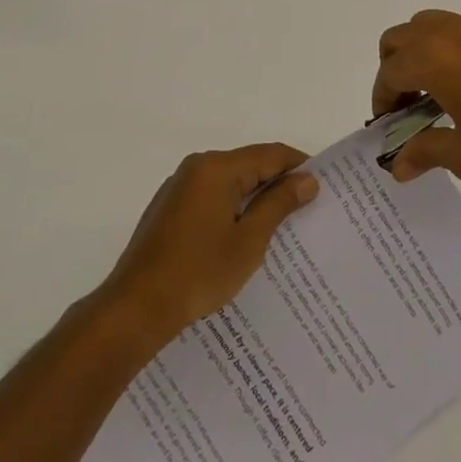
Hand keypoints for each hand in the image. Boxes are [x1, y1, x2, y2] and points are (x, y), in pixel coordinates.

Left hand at [99, 143, 319, 345]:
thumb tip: (307, 179)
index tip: (324, 187)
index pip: (270, 154)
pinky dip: (232, 210)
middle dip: (278, 184)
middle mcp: (196, 167)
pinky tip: (244, 238)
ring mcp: (179, 188)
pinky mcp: (169, 209)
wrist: (136, 307)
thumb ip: (278, 204)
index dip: (299, 166)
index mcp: (216, 167)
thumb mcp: (248, 241)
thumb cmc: (198, 272)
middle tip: (309, 210)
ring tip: (282, 227)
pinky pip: (211, 198)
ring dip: (255, 199)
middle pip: (249, 165)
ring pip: (229, 183)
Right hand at [374, 9, 460, 183]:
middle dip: (395, 67)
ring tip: (445, 87)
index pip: (389, 72)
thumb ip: (426, 154)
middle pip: (400, 36)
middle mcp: (450, 31)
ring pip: (433, 24)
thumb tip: (397, 167)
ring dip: (425, 51)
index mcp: (432, 59)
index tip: (389, 123)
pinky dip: (460, 46)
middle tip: (410, 101)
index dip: (382, 98)